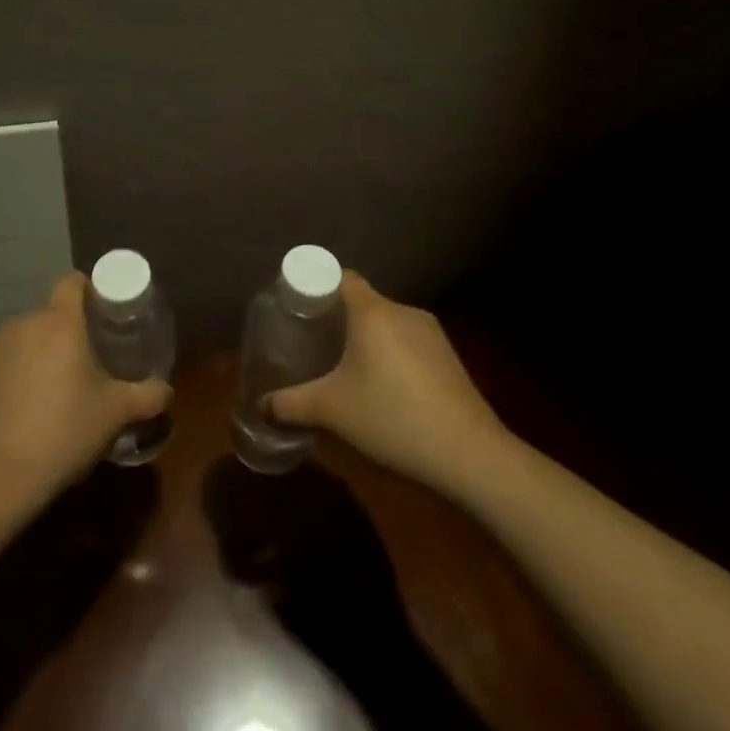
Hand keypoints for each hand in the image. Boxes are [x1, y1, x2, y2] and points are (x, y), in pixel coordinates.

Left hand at [0, 273, 169, 515]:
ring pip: (30, 336)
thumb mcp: (115, 414)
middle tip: (93, 356)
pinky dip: (23, 371)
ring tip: (63, 385)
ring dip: (46, 351)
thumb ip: (148, 396)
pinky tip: (33, 406)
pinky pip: (9, 359)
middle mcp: (24, 324)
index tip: (107, 312)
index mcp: (59, 323)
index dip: (91, 289)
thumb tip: (166, 390)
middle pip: (52, 312)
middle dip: (72, 328)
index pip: (72, 281)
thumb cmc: (63, 433)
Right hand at [268, 273, 507, 491]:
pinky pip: (408, 341)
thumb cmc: (392, 418)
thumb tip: (260, 406)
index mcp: (373, 312)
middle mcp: (403, 311)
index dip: (316, 286)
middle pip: (362, 301)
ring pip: (387, 323)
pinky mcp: (448, 356)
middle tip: (314, 343)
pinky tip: (385, 389)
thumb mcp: (332, 411)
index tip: (298, 309)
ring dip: (367, 339)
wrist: (469, 453)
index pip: (340, 277)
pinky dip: (391, 354)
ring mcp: (431, 332)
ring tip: (347, 369)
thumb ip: (290, 404)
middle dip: (337, 319)